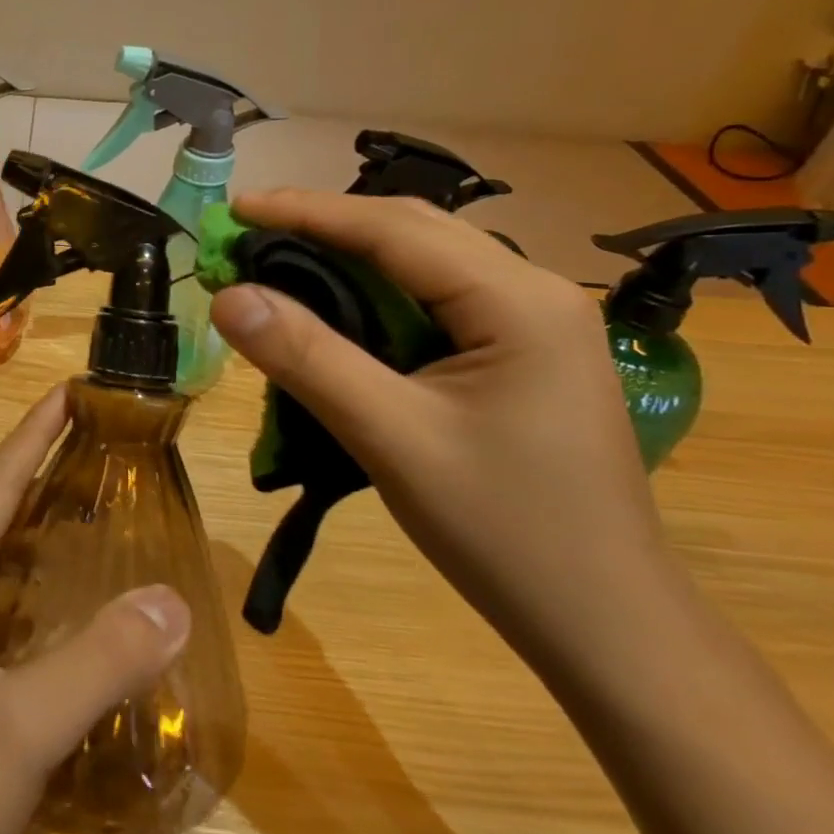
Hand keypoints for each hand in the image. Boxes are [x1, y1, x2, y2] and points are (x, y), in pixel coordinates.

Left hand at [0, 388, 190, 833]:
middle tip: (88, 437)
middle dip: (32, 468)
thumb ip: (101, 660)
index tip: (69, 390)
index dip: (33, 435)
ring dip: (20, 518)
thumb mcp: (25, 730)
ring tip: (74, 496)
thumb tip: (173, 598)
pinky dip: (11, 570)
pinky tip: (40, 588)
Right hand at [209, 191, 674, 664]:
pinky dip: (374, 292)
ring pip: (423, 263)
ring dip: (348, 255)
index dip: (305, 211)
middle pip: (412, 232)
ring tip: (277, 261)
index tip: (233, 208)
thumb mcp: (391, 438)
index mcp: (517, 299)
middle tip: (245, 233)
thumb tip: (226, 296)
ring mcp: (534, 322)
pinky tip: (337, 309)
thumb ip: (307, 358)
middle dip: (324, 224)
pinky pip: (434, 299)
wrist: (607, 624)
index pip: (393, 229)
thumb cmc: (506, 531)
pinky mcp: (521, 352)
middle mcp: (534, 291)